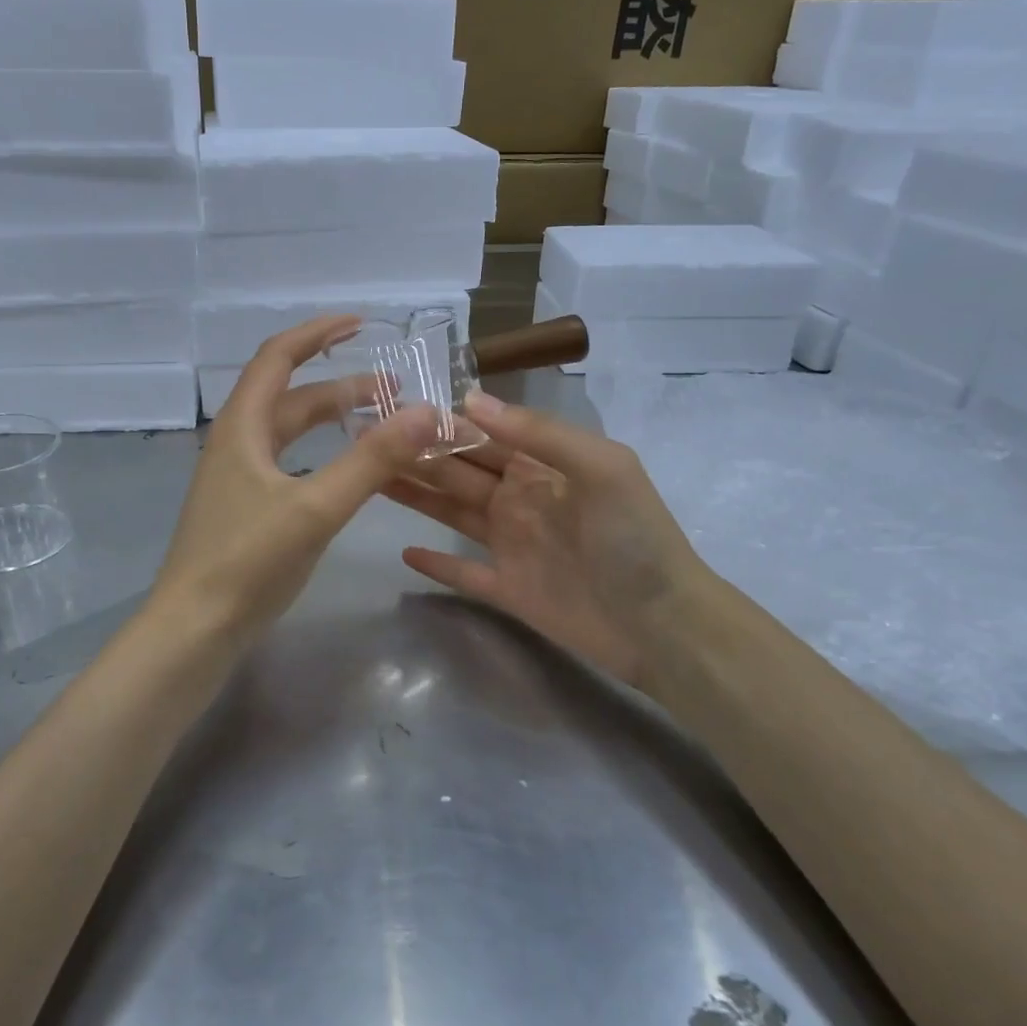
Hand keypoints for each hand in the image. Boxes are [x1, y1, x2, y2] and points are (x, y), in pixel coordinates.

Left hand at [146, 316, 442, 657]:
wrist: (194, 629)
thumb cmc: (247, 561)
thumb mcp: (315, 507)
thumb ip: (372, 460)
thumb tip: (427, 412)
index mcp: (242, 427)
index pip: (278, 357)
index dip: (317, 333)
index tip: (360, 323)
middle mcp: (236, 442)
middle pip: (291, 396)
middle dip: (341, 385)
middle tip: (394, 388)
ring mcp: (238, 477)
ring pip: (290, 432)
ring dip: (332, 420)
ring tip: (381, 421)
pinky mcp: (245, 508)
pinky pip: (289, 462)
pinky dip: (322, 452)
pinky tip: (347, 471)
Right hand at [384, 390, 710, 689]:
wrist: (664, 626)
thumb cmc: (636, 538)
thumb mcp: (602, 468)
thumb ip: (540, 433)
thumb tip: (471, 400)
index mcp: (542, 466)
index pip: (482, 435)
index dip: (441, 422)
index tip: (393, 408)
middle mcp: (520, 499)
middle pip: (458, 471)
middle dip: (416, 454)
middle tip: (362, 440)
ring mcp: (511, 545)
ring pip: (452, 513)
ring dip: (415, 496)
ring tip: (369, 478)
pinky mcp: (506, 590)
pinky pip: (462, 572)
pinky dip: (435, 564)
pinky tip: (403, 551)